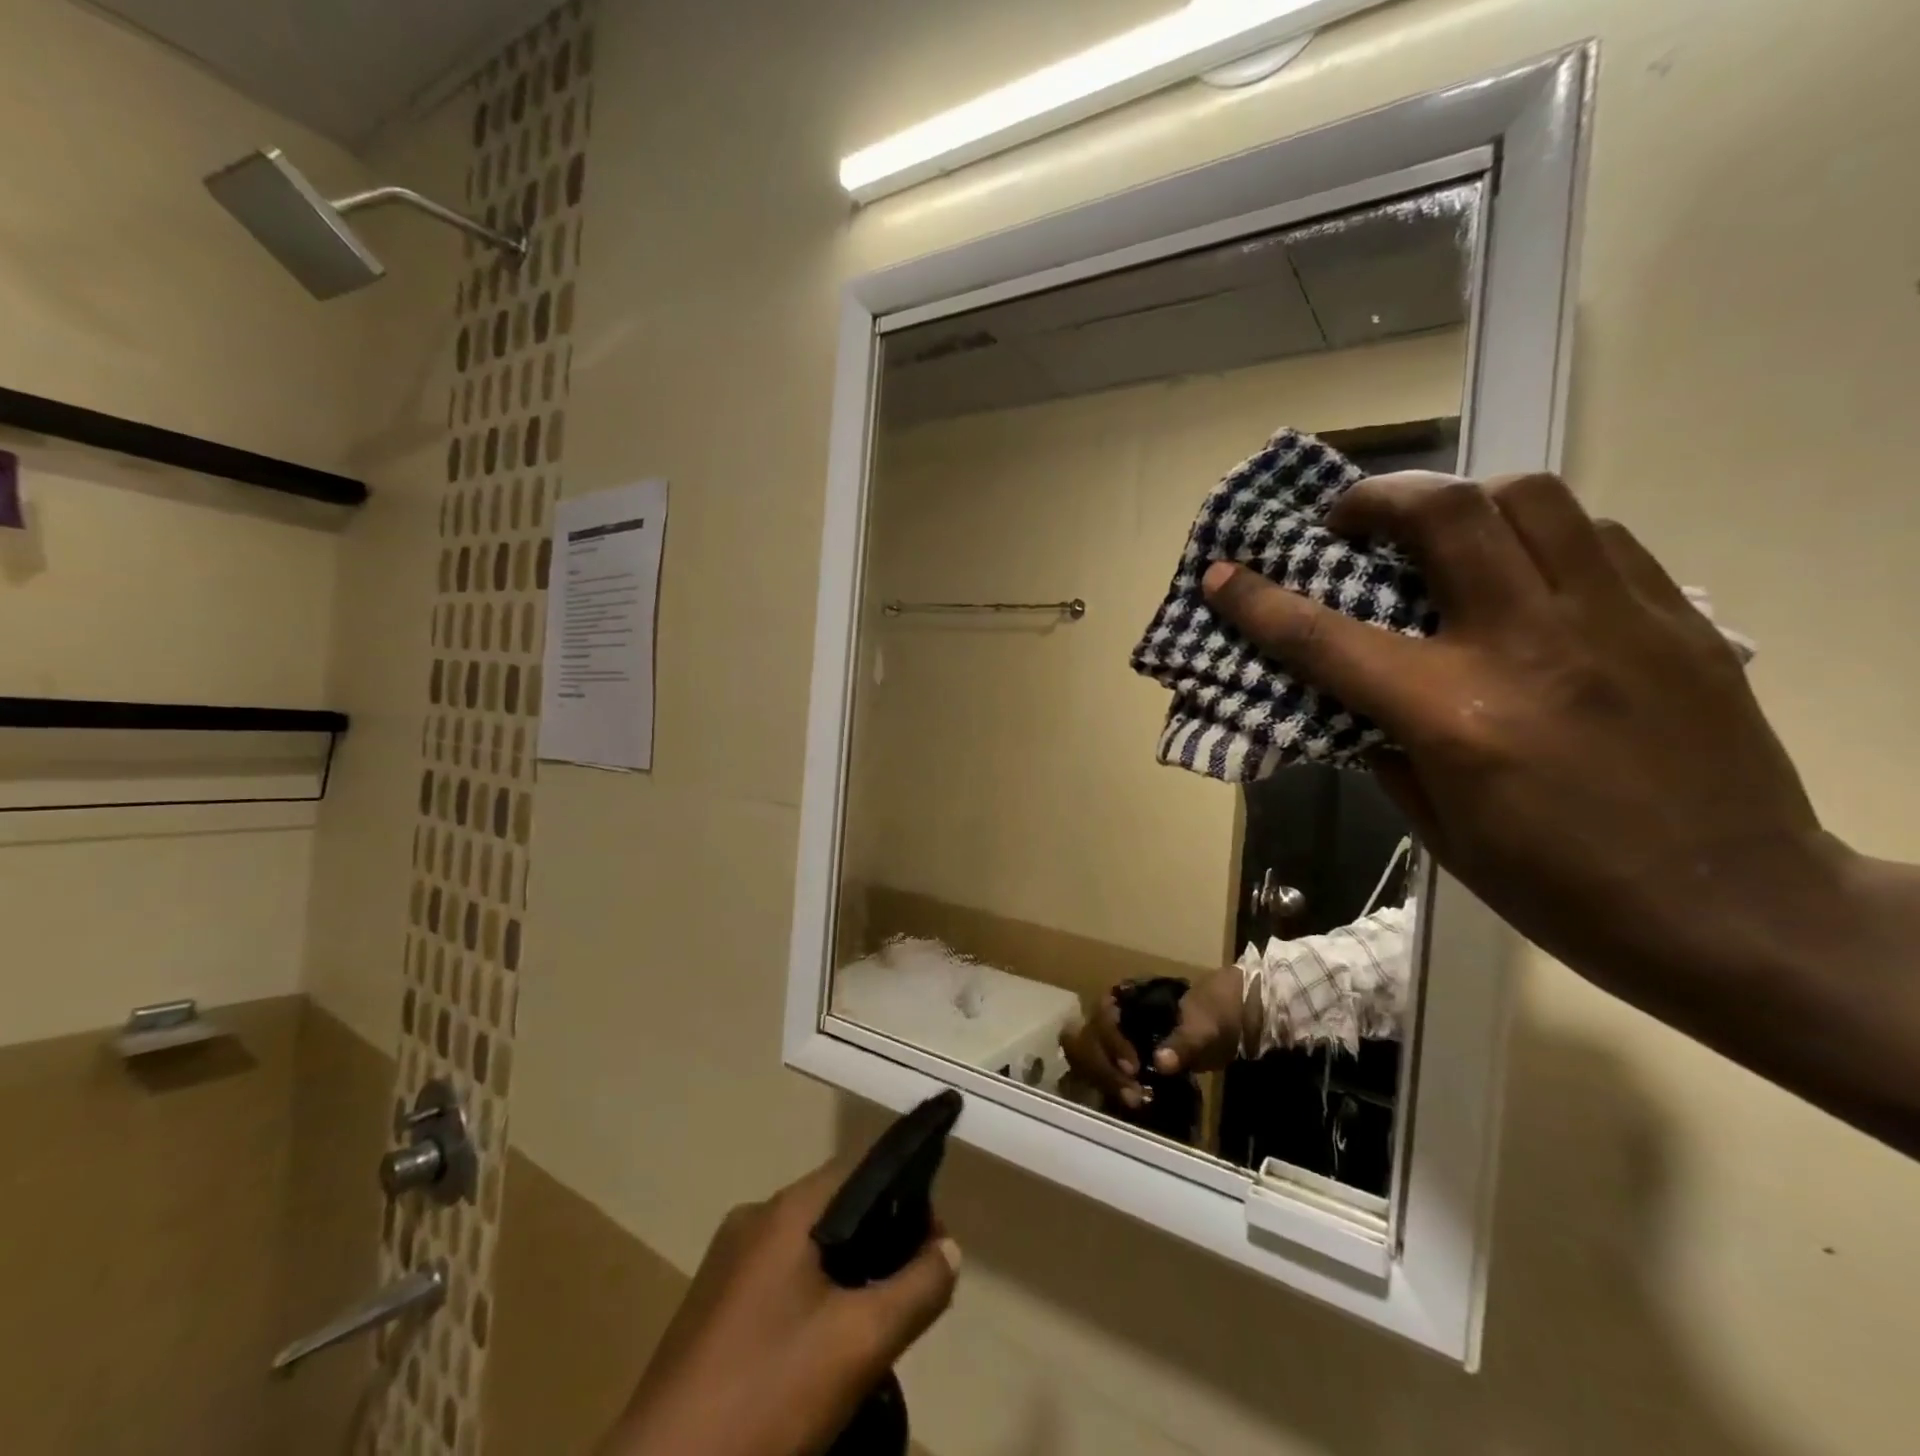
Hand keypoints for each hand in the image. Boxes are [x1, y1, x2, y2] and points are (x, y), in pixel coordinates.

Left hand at [599, 1160, 959, 1455]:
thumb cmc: (766, 1395)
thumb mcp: (859, 1345)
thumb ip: (916, 1290)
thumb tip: (948, 1248)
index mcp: (784, 1211)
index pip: (860, 1170)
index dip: (906, 1197)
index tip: (934, 1244)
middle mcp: (752, 1220)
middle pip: (836, 1209)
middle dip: (881, 1241)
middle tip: (911, 1292)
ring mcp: (725, 1265)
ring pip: (808, 1250)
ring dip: (849, 1274)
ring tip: (875, 1325)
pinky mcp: (710, 1308)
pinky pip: (779, 1281)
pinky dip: (814, 1298)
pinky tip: (824, 1350)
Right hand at [1060, 968, 1246, 1107]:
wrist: (1230, 1021)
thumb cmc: (1211, 1013)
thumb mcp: (1202, 1024)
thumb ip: (1183, 1042)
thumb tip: (1161, 1063)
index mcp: (1127, 997)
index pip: (1103, 1016)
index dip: (1112, 1041)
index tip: (1133, 1068)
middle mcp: (1114, 1017)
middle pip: (1089, 1039)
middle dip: (1104, 1068)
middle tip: (1132, 1094)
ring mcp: (1118, 1040)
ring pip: (1092, 1057)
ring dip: (1106, 1080)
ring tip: (1134, 1101)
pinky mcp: (1126, 1061)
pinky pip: (1107, 1073)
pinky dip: (1114, 1087)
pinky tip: (1133, 1102)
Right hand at [1200, 472, 1919, 1148]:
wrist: (1740, 914)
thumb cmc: (1560, 890)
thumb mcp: (1440, 830)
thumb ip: (1386, 748)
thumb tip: (1352, 702)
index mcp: (1454, 715)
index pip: (1326, 638)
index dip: (1258, 601)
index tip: (1222, 575)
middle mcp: (1528, 646)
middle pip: (1445, 514)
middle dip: (1376, 499)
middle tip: (1349, 524)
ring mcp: (1614, 622)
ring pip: (1530, 500)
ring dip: (1462, 503)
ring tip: (1439, 538)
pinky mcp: (1676, 620)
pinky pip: (1596, 537)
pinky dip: (1538, 537)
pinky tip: (1525, 576)